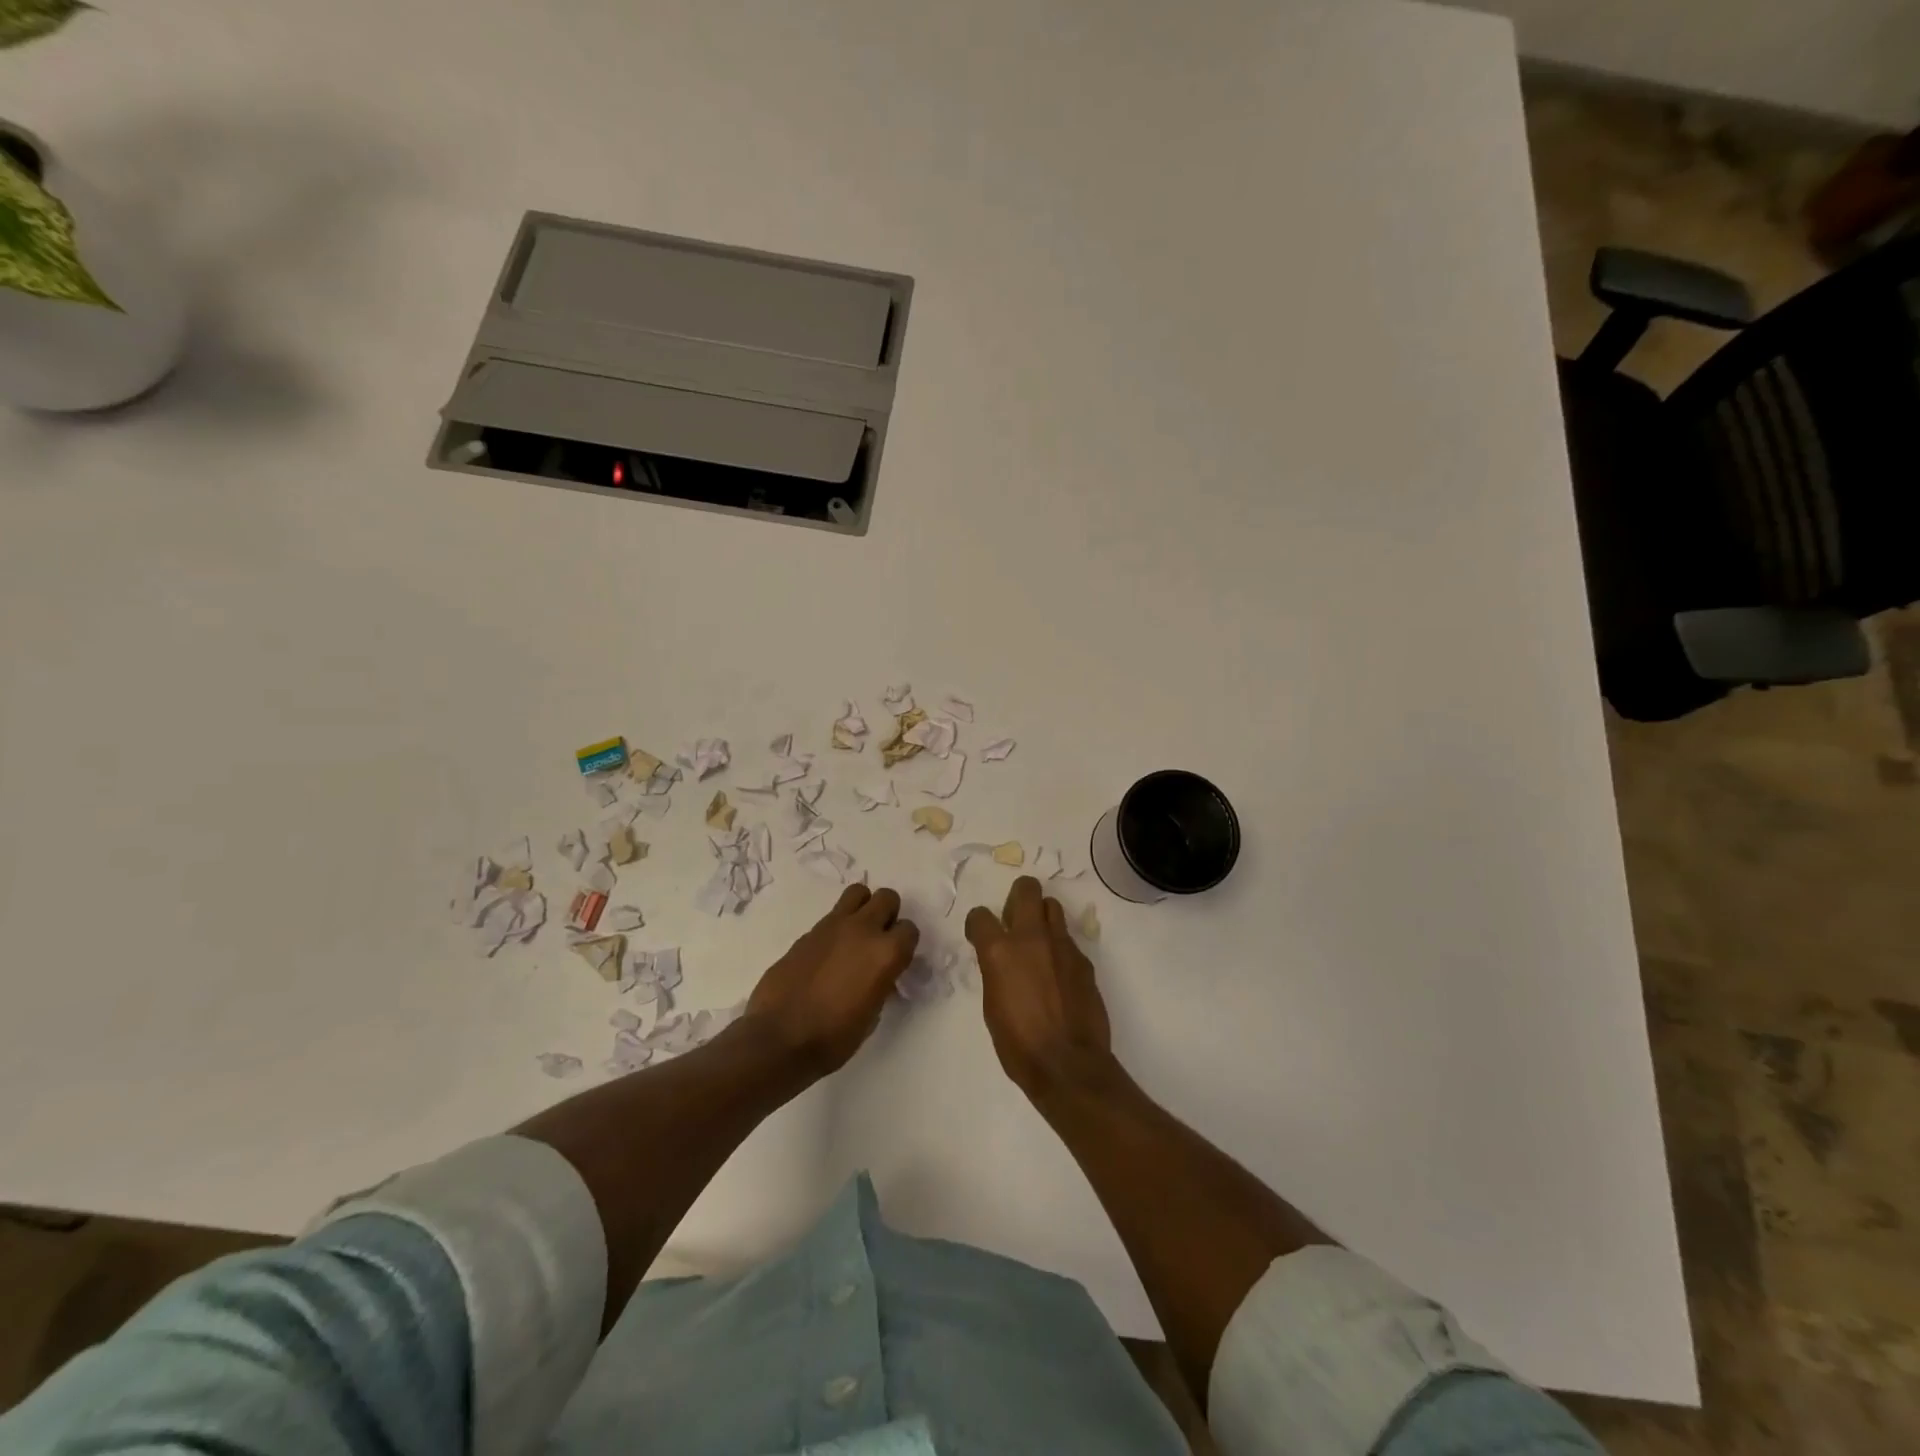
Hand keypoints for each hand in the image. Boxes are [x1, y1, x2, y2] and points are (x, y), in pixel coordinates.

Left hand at [746, 885, 918, 1073]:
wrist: (779, 1039)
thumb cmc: (833, 1038)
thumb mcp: (871, 1015)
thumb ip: (881, 983)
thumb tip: (878, 975)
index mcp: (885, 953)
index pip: (909, 930)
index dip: (904, 945)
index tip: (896, 961)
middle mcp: (863, 930)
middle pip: (887, 898)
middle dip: (888, 915)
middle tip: (879, 940)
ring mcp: (833, 926)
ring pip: (858, 893)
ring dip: (862, 908)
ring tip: (855, 935)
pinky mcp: (808, 931)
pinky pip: (832, 916)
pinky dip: (836, 927)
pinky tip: (828, 953)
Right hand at [965, 877, 1113, 1096]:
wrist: (1068, 1065)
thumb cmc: (1019, 1044)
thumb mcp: (992, 1006)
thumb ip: (996, 972)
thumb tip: (1001, 961)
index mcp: (1000, 951)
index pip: (980, 916)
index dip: (977, 924)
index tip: (979, 935)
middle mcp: (1031, 938)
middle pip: (1026, 889)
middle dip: (1017, 897)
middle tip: (1014, 921)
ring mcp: (1062, 946)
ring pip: (1052, 906)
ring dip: (1042, 917)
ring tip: (1039, 942)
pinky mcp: (1084, 960)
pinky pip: (1068, 940)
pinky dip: (1060, 948)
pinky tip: (1059, 973)